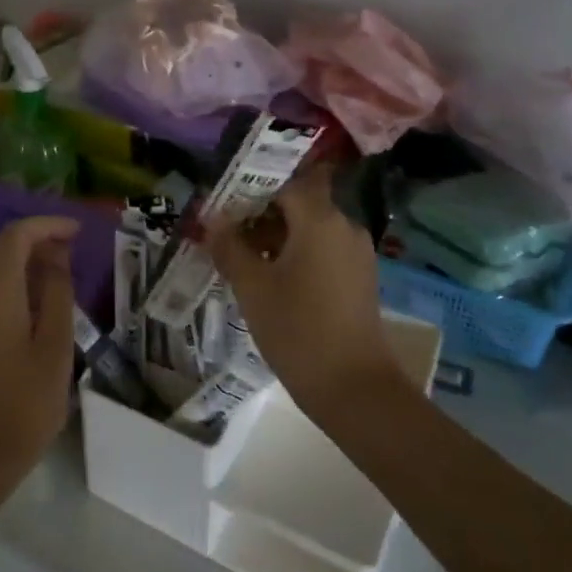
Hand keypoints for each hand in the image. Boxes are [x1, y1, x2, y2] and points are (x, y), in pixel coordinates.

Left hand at [0, 216, 79, 469]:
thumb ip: (57, 291)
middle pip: (1, 243)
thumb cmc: (27, 398)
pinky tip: (36, 294)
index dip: (47, 225)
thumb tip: (57, 256)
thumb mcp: (56, 342)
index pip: (17, 235)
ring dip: (22, 254)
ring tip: (59, 268)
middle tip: (71, 249)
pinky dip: (11, 273)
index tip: (77, 231)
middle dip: (35, 236)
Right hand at [207, 168, 401, 423]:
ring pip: (310, 229)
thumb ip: (230, 246)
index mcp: (321, 219)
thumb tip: (213, 219)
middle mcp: (344, 226)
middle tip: (226, 233)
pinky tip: (270, 280)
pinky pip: (322, 251)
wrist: (355, 389)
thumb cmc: (298, 330)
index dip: (252, 189)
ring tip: (241, 259)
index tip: (224, 205)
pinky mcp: (358, 278)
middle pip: (298, 204)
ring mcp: (356, 253)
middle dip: (260, 214)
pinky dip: (296, 255)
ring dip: (276, 237)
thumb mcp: (253, 287)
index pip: (284, 182)